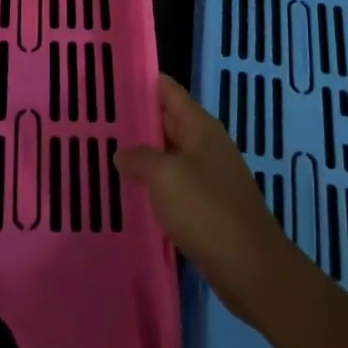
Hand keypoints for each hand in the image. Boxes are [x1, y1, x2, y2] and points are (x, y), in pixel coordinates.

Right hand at [117, 75, 303, 323]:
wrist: (250, 268)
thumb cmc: (207, 211)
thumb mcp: (165, 177)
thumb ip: (140, 158)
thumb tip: (122, 152)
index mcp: (200, 127)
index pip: (168, 90)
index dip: (141, 82)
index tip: (109, 80)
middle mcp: (206, 145)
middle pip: (167, 121)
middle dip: (136, 120)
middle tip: (96, 119)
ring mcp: (209, 176)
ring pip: (169, 154)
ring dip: (142, 154)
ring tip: (105, 153)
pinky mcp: (208, 206)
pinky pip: (174, 184)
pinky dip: (154, 184)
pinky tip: (131, 191)